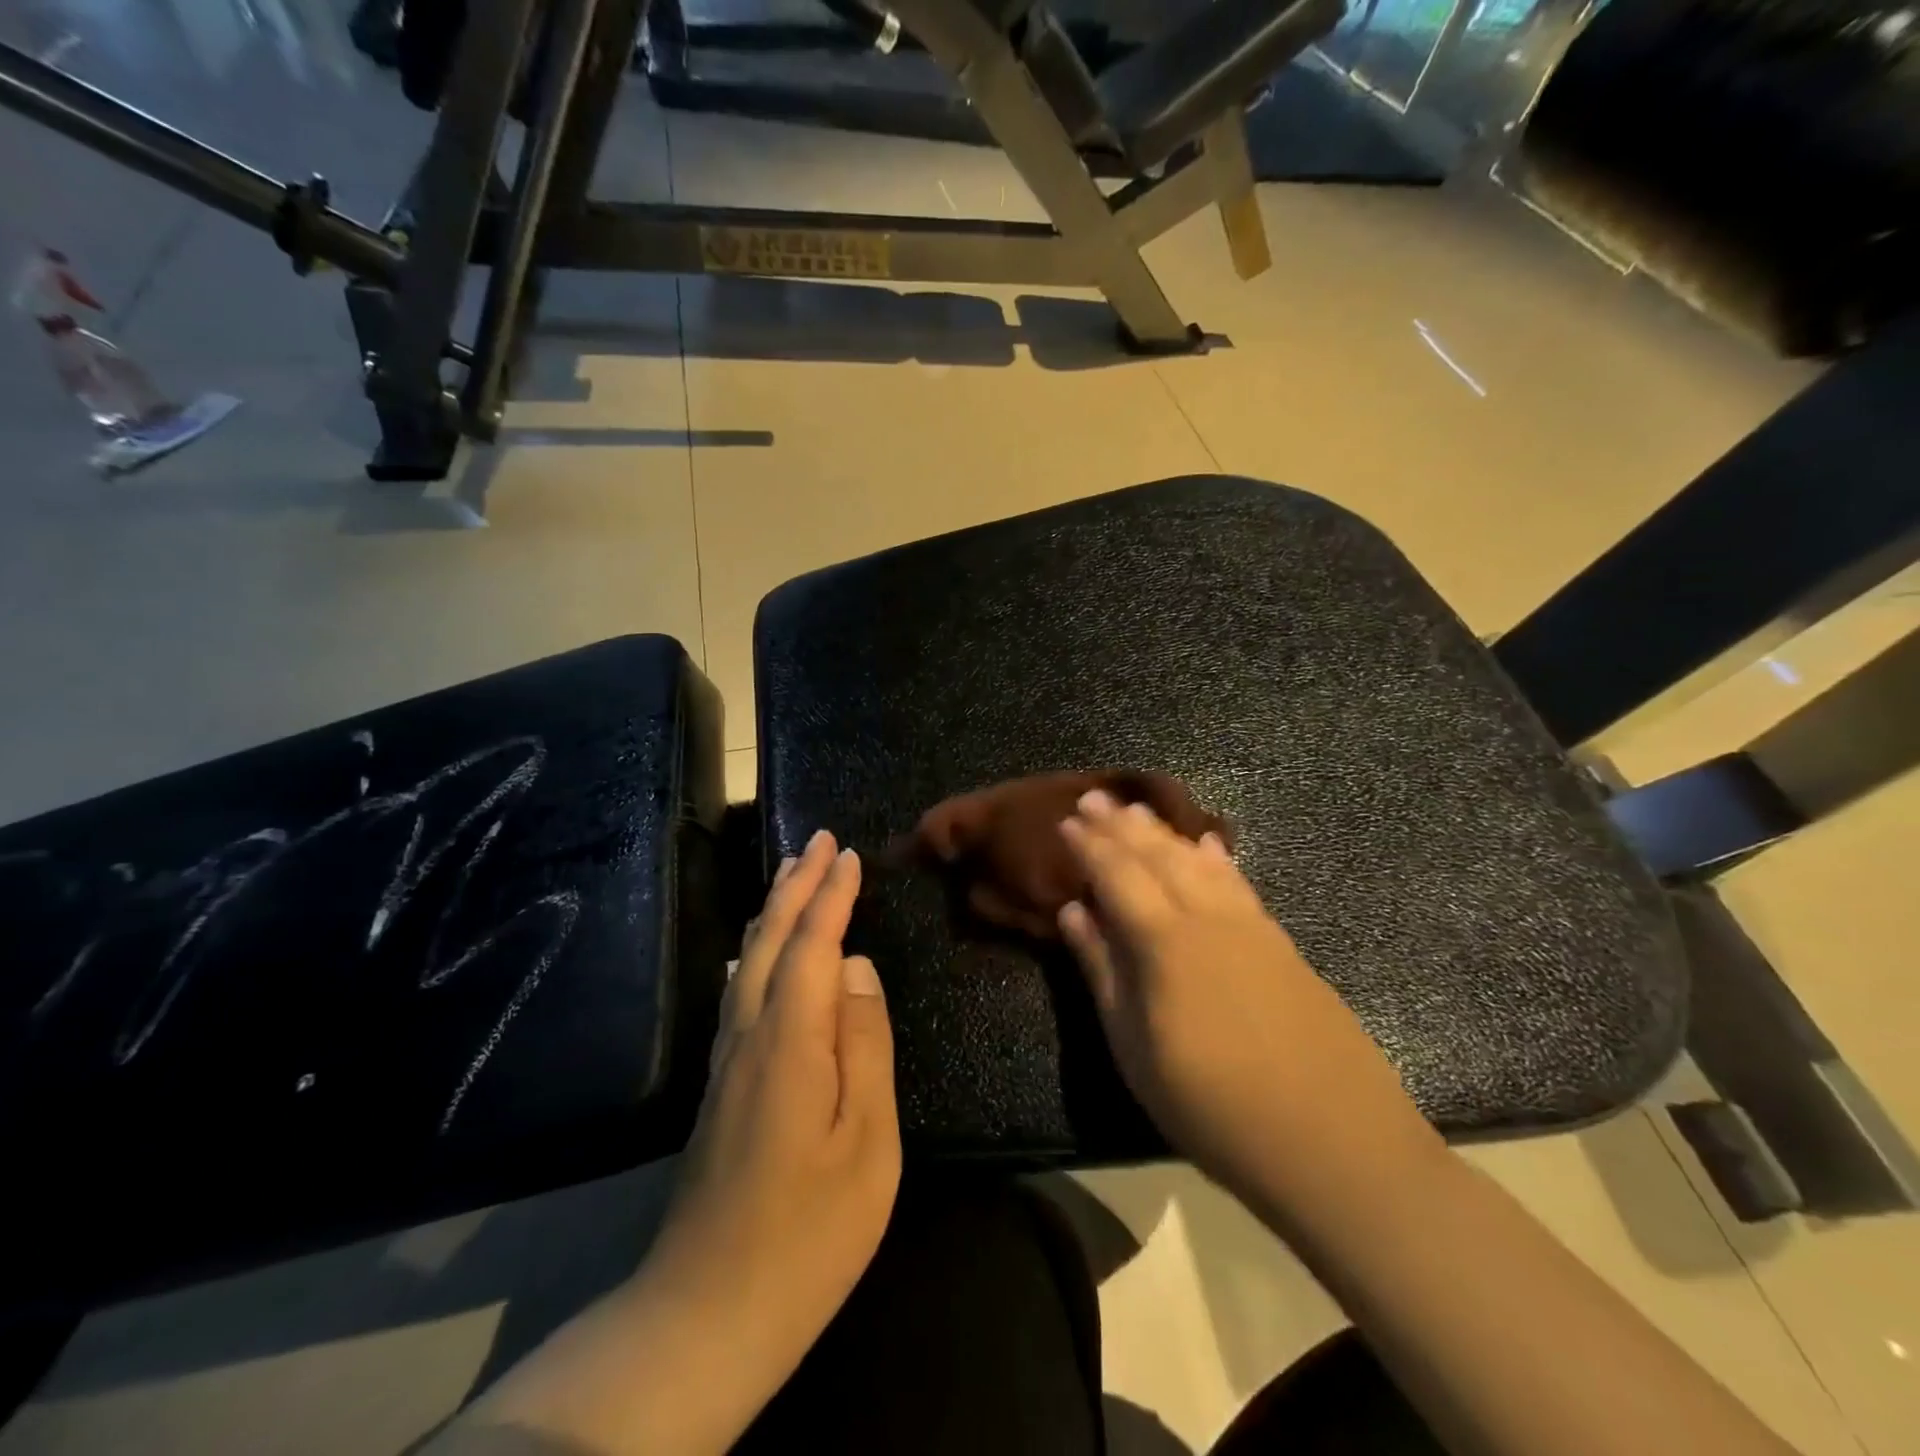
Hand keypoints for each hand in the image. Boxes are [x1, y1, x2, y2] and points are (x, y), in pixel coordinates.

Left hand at [640, 829, 900, 1398]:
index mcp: (789, 1040)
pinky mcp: (719, 1085)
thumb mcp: (867, 1141)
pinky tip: (753, 950)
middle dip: (796, 884)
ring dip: (772, 910)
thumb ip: (864, 1043)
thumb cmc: (808, 1230)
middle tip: (818, 840)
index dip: (831, 895)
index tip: (848, 853)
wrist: (706, 1312)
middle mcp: (748, 1033)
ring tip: (792, 875)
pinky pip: (738, 989)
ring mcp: (727, 1060)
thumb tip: (856, 967)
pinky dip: (754, 949)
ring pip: (747, 960)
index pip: (812, 944)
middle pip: (770, 939)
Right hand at [1057, 791, 1439, 1215]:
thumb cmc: (1213, 1107)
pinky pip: (1239, 883)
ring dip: (1164, 832)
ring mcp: (1250, 927)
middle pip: (1157, 856)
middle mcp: (1207, 917)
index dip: (1089, 846)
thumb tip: (1074, 913)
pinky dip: (1217, 859)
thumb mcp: (1135, 1050)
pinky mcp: (1281, 944)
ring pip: (1199, 861)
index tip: (1066, 821)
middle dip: (1121, 824)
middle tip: (1094, 797)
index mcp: (1164, 940)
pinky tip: (1209, 846)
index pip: (1117, 874)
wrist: (1335, 1145)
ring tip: (1138, 811)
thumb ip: (1103, 972)